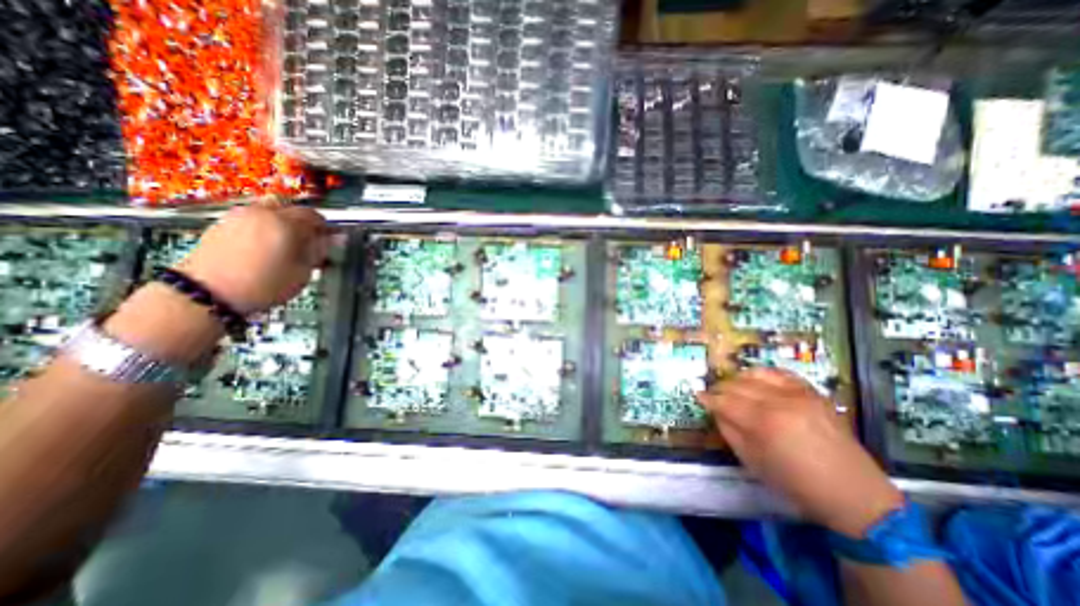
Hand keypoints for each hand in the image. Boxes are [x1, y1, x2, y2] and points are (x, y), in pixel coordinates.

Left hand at [177, 205, 330, 314]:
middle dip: (303, 222)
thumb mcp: (302, 271)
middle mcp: (262, 212)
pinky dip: (263, 226)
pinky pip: (252, 217)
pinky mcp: (222, 223)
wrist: (207, 293)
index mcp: (285, 222)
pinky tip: (263, 247)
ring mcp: (239, 215)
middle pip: (290, 208)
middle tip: (308, 243)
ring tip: (284, 244)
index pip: (314, 216)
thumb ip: (319, 251)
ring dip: (282, 222)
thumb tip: (336, 238)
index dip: (325, 228)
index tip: (329, 242)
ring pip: (269, 210)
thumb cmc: (265, 284)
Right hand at [702, 366, 905, 537]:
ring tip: (732, 387)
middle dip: (720, 389)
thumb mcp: (752, 462)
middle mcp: (778, 401)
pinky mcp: (813, 393)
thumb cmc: (796, 483)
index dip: (708, 398)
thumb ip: (729, 431)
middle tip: (713, 395)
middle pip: (737, 385)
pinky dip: (763, 373)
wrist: (854, 494)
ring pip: (755, 375)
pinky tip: (756, 380)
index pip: (724, 401)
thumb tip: (715, 411)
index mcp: (762, 422)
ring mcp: (798, 394)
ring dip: (738, 379)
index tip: (698, 396)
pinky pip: (780, 373)